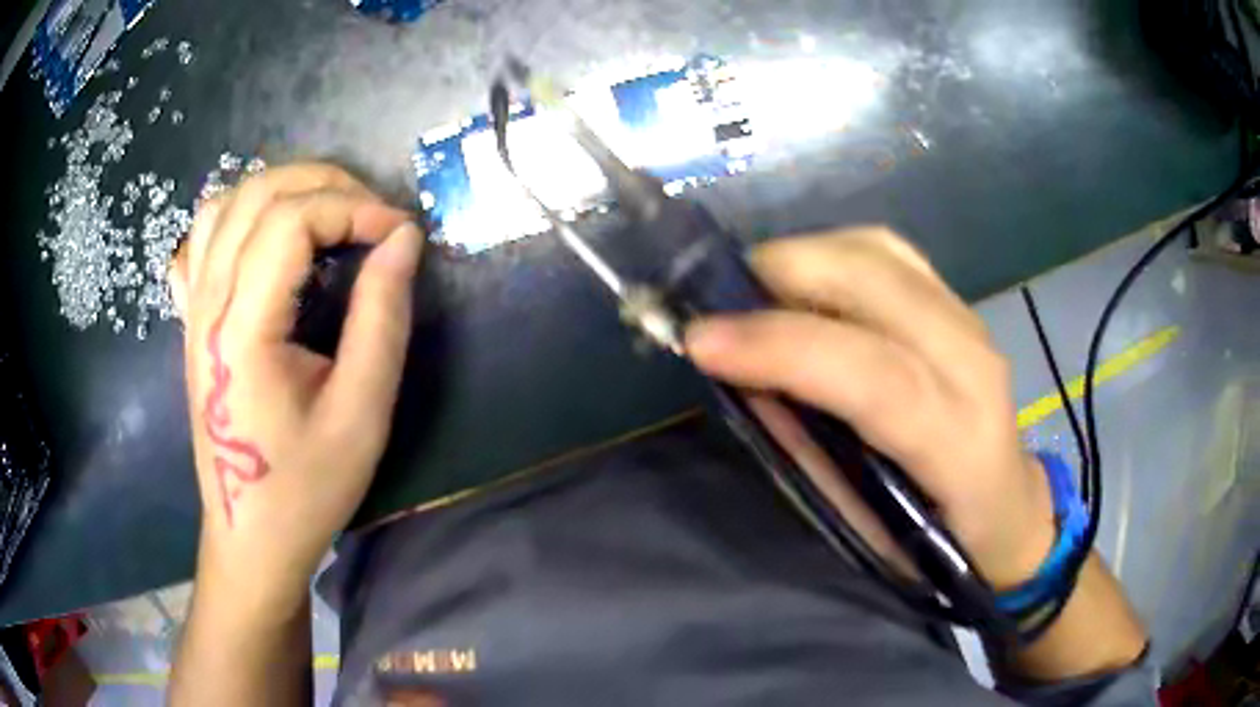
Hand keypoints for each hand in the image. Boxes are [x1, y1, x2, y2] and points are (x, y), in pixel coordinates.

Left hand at [169, 163, 421, 614]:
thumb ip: (382, 318)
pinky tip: (264, 236)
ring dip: (281, 189)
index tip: (400, 234)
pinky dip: (236, 215)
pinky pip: (200, 240)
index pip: (291, 222)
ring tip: (326, 213)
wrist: (251, 536)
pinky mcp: (192, 321)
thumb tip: (403, 240)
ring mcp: (192, 310)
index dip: (353, 208)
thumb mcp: (362, 413)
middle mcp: (207, 305)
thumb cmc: (307, 487)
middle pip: (257, 195)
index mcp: (242, 330)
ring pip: (224, 204)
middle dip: (325, 184)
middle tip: (372, 215)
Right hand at [685, 228, 1054, 589]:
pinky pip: (888, 252)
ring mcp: (970, 320)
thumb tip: (745, 377)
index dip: (783, 347)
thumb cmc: (936, 542)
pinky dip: (831, 253)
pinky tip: (804, 282)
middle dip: (782, 274)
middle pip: (876, 282)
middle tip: (718, 303)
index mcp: (959, 441)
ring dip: (803, 257)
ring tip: (752, 292)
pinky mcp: (957, 302)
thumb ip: (808, 447)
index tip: (701, 340)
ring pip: (878, 252)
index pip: (873, 374)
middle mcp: (974, 362)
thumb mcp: (863, 525)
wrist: (1007, 508)